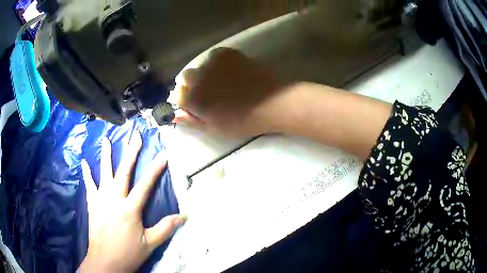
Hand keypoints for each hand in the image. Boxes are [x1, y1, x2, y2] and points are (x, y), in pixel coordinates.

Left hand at [78, 134, 185, 272]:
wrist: (105, 261)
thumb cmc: (128, 253)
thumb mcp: (150, 244)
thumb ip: (165, 228)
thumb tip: (182, 217)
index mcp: (130, 209)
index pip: (145, 185)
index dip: (155, 169)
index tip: (163, 154)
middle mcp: (114, 199)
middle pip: (123, 172)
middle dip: (131, 154)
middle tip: (135, 137)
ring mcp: (101, 200)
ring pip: (104, 173)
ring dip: (106, 155)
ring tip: (107, 139)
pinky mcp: (92, 204)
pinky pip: (89, 185)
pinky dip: (87, 173)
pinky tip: (84, 162)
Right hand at [172, 48, 287, 136]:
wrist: (270, 103)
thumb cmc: (242, 121)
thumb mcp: (214, 128)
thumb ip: (191, 120)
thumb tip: (175, 115)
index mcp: (192, 98)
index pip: (178, 95)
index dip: (186, 99)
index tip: (195, 103)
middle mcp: (197, 78)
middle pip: (186, 77)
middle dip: (192, 84)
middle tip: (209, 92)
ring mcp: (212, 63)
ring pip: (200, 65)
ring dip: (205, 72)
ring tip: (221, 80)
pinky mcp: (227, 54)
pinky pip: (214, 56)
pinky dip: (217, 62)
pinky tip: (229, 70)